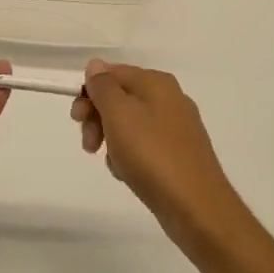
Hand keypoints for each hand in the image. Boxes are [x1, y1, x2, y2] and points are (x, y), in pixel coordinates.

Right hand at [71, 60, 240, 244]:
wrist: (196, 207)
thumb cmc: (152, 154)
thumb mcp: (119, 114)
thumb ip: (103, 86)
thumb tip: (96, 65)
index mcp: (156, 82)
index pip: (111, 73)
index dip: (89, 93)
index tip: (77, 119)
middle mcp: (169, 98)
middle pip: (119, 98)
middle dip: (97, 118)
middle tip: (89, 144)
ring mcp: (176, 127)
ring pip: (128, 124)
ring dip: (111, 140)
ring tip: (113, 164)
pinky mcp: (178, 153)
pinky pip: (143, 145)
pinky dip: (129, 156)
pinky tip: (128, 173)